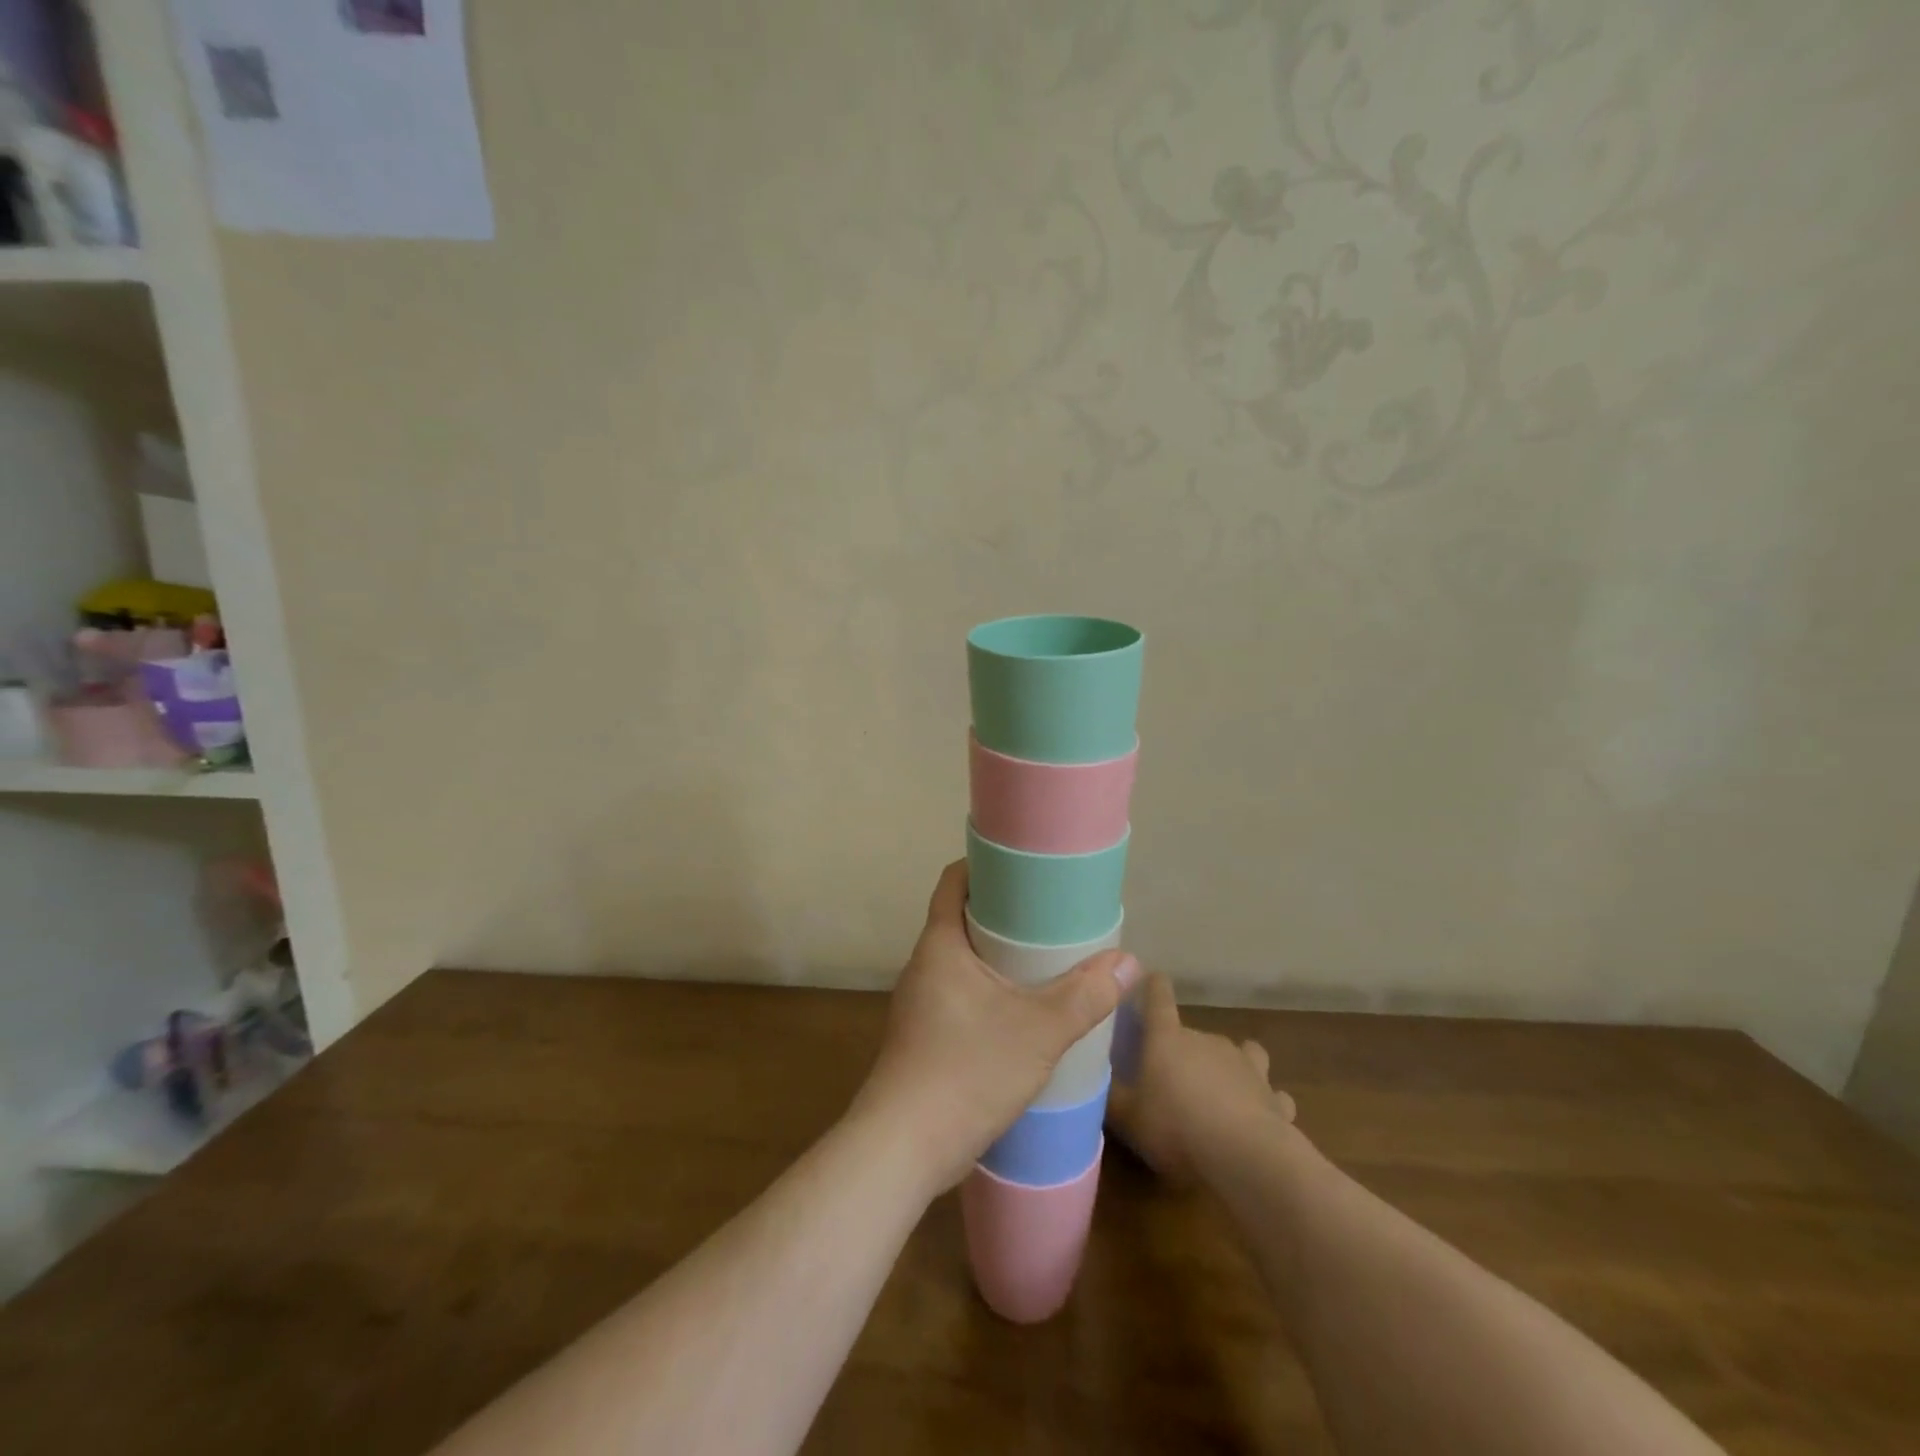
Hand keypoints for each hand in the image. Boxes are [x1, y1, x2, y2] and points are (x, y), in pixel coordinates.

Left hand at [851, 860, 1139, 1194]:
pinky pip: (961, 992)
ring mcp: (920, 1003)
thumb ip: (1085, 996)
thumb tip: (1129, 962)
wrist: (902, 1149)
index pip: (954, 881)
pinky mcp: (924, 1036)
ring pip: (963, 960)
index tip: (1025, 867)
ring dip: (998, 955)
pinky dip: (990, 989)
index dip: (985, 865)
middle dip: (1004, 912)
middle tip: (1051, 913)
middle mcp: (924, 965)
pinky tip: (1021, 1010)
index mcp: (940, 945)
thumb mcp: (1038, 1031)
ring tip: (1044, 958)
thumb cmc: (966, 1072)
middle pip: (962, 918)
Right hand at [1107, 973, 1294, 1185]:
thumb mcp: (1127, 1117)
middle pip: (1193, 1033)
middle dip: (1184, 1051)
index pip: (1158, 996)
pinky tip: (1258, 1118)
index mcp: (1167, 1038)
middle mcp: (1207, 1040)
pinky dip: (1264, 1100)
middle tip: (1172, 1080)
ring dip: (1230, 1067)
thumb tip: (1098, 1078)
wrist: (1245, 1156)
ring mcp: (1245, 1064)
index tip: (1148, 980)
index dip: (1152, 986)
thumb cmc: (1175, 1127)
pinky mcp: (1273, 1096)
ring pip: (1240, 1052)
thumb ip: (1112, 1094)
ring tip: (1221, 1092)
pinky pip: (1269, 1091)